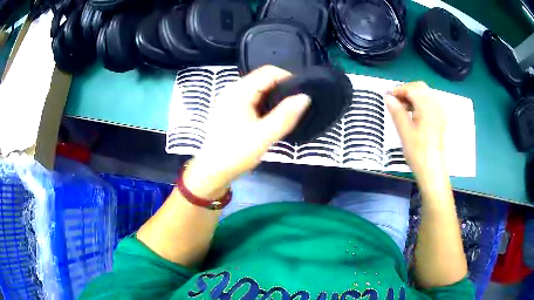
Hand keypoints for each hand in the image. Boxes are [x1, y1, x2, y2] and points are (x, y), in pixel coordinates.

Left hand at [183, 66, 310, 197]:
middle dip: (284, 88)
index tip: (304, 93)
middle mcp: (234, 89)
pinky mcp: (232, 108)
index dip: (289, 78)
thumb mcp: (263, 136)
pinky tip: (274, 116)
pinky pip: (254, 98)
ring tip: (290, 111)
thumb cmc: (235, 153)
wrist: (213, 171)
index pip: (269, 72)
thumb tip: (305, 97)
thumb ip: (285, 116)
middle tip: (299, 104)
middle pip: (264, 78)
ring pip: (260, 89)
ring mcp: (232, 99)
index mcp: (239, 91)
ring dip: (276, 97)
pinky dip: (267, 104)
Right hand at [385, 82, 446, 185]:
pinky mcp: (440, 120)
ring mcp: (439, 113)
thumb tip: (387, 97)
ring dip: (413, 97)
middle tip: (395, 102)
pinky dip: (420, 104)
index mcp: (427, 108)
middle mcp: (436, 107)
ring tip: (403, 109)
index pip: (412, 89)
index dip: (398, 90)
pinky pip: (430, 103)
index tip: (388, 97)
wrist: (433, 171)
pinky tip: (414, 114)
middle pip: (420, 88)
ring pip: (425, 95)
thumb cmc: (418, 153)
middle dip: (406, 91)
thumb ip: (396, 112)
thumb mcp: (404, 132)